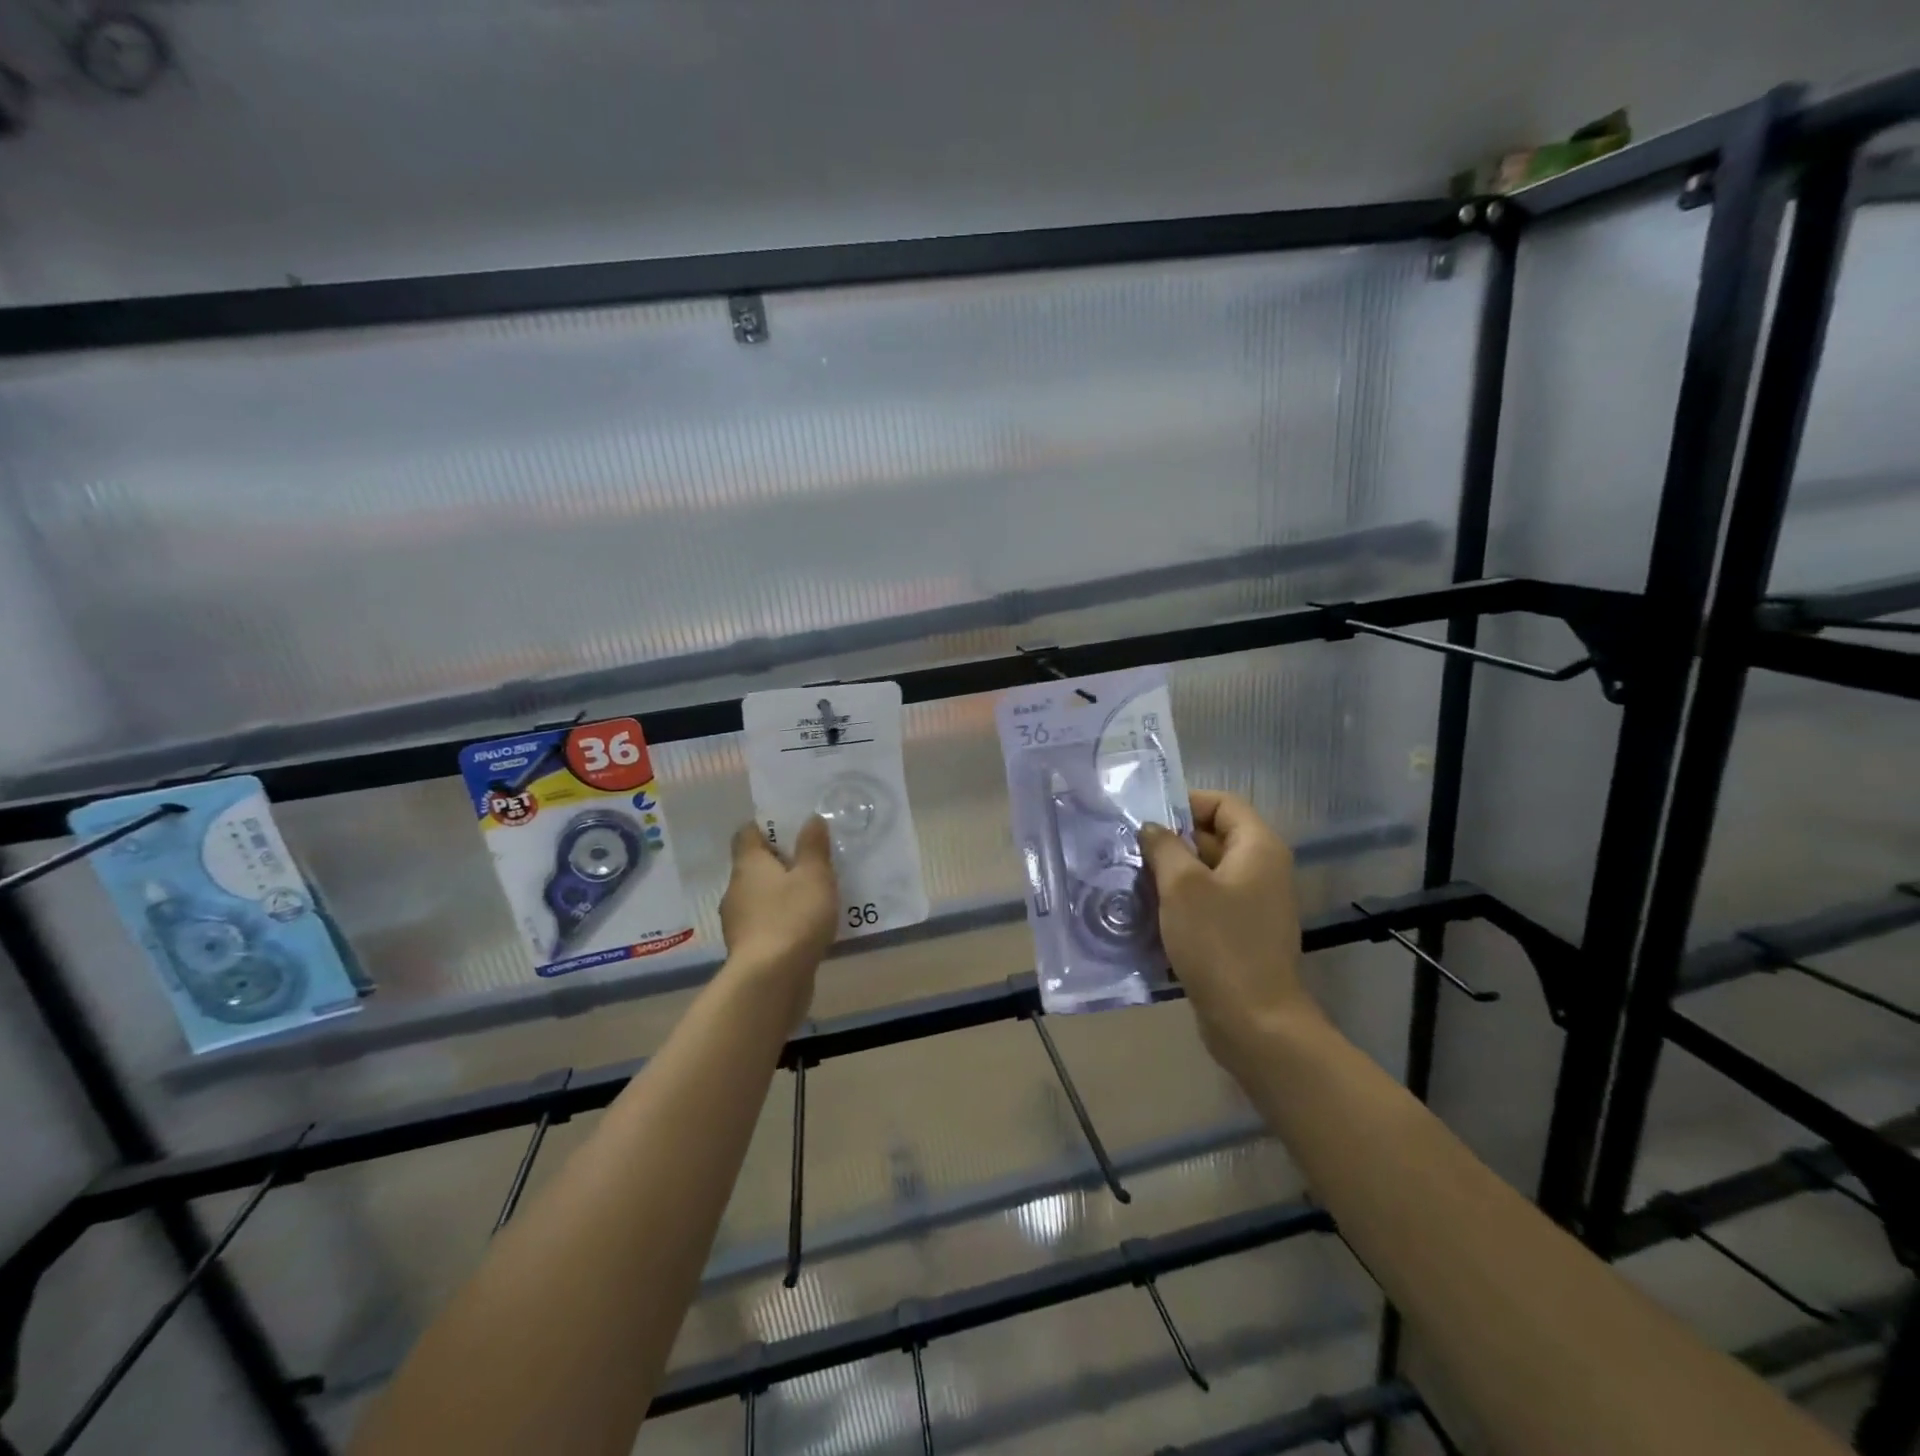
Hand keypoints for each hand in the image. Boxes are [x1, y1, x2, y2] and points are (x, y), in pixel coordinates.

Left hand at [719, 819, 838, 1023]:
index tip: (792, 827)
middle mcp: (736, 889)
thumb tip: (810, 818)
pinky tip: (806, 927)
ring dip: (782, 894)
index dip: (767, 826)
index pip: (747, 833)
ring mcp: (738, 922)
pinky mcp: (748, 950)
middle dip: (780, 862)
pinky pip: (766, 924)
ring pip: (761, 897)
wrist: (770, 982)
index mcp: (748, 864)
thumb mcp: (814, 876)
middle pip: (755, 866)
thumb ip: (813, 846)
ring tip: (814, 895)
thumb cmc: (793, 918)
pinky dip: (783, 921)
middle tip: (812, 860)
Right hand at [1139, 791, 1318, 1079]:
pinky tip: (1149, 913)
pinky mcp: (1242, 934)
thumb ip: (1165, 847)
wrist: (1254, 1021)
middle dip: (1172, 840)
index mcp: (1258, 848)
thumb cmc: (1218, 943)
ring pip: (1207, 873)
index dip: (1186, 803)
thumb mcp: (1182, 887)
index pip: (1223, 803)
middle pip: (1214, 836)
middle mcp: (1263, 870)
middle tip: (1130, 848)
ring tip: (1132, 878)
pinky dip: (1182, 902)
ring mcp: (1254, 904)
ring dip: (1172, 873)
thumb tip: (1152, 829)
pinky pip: (1209, 903)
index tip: (1147, 817)